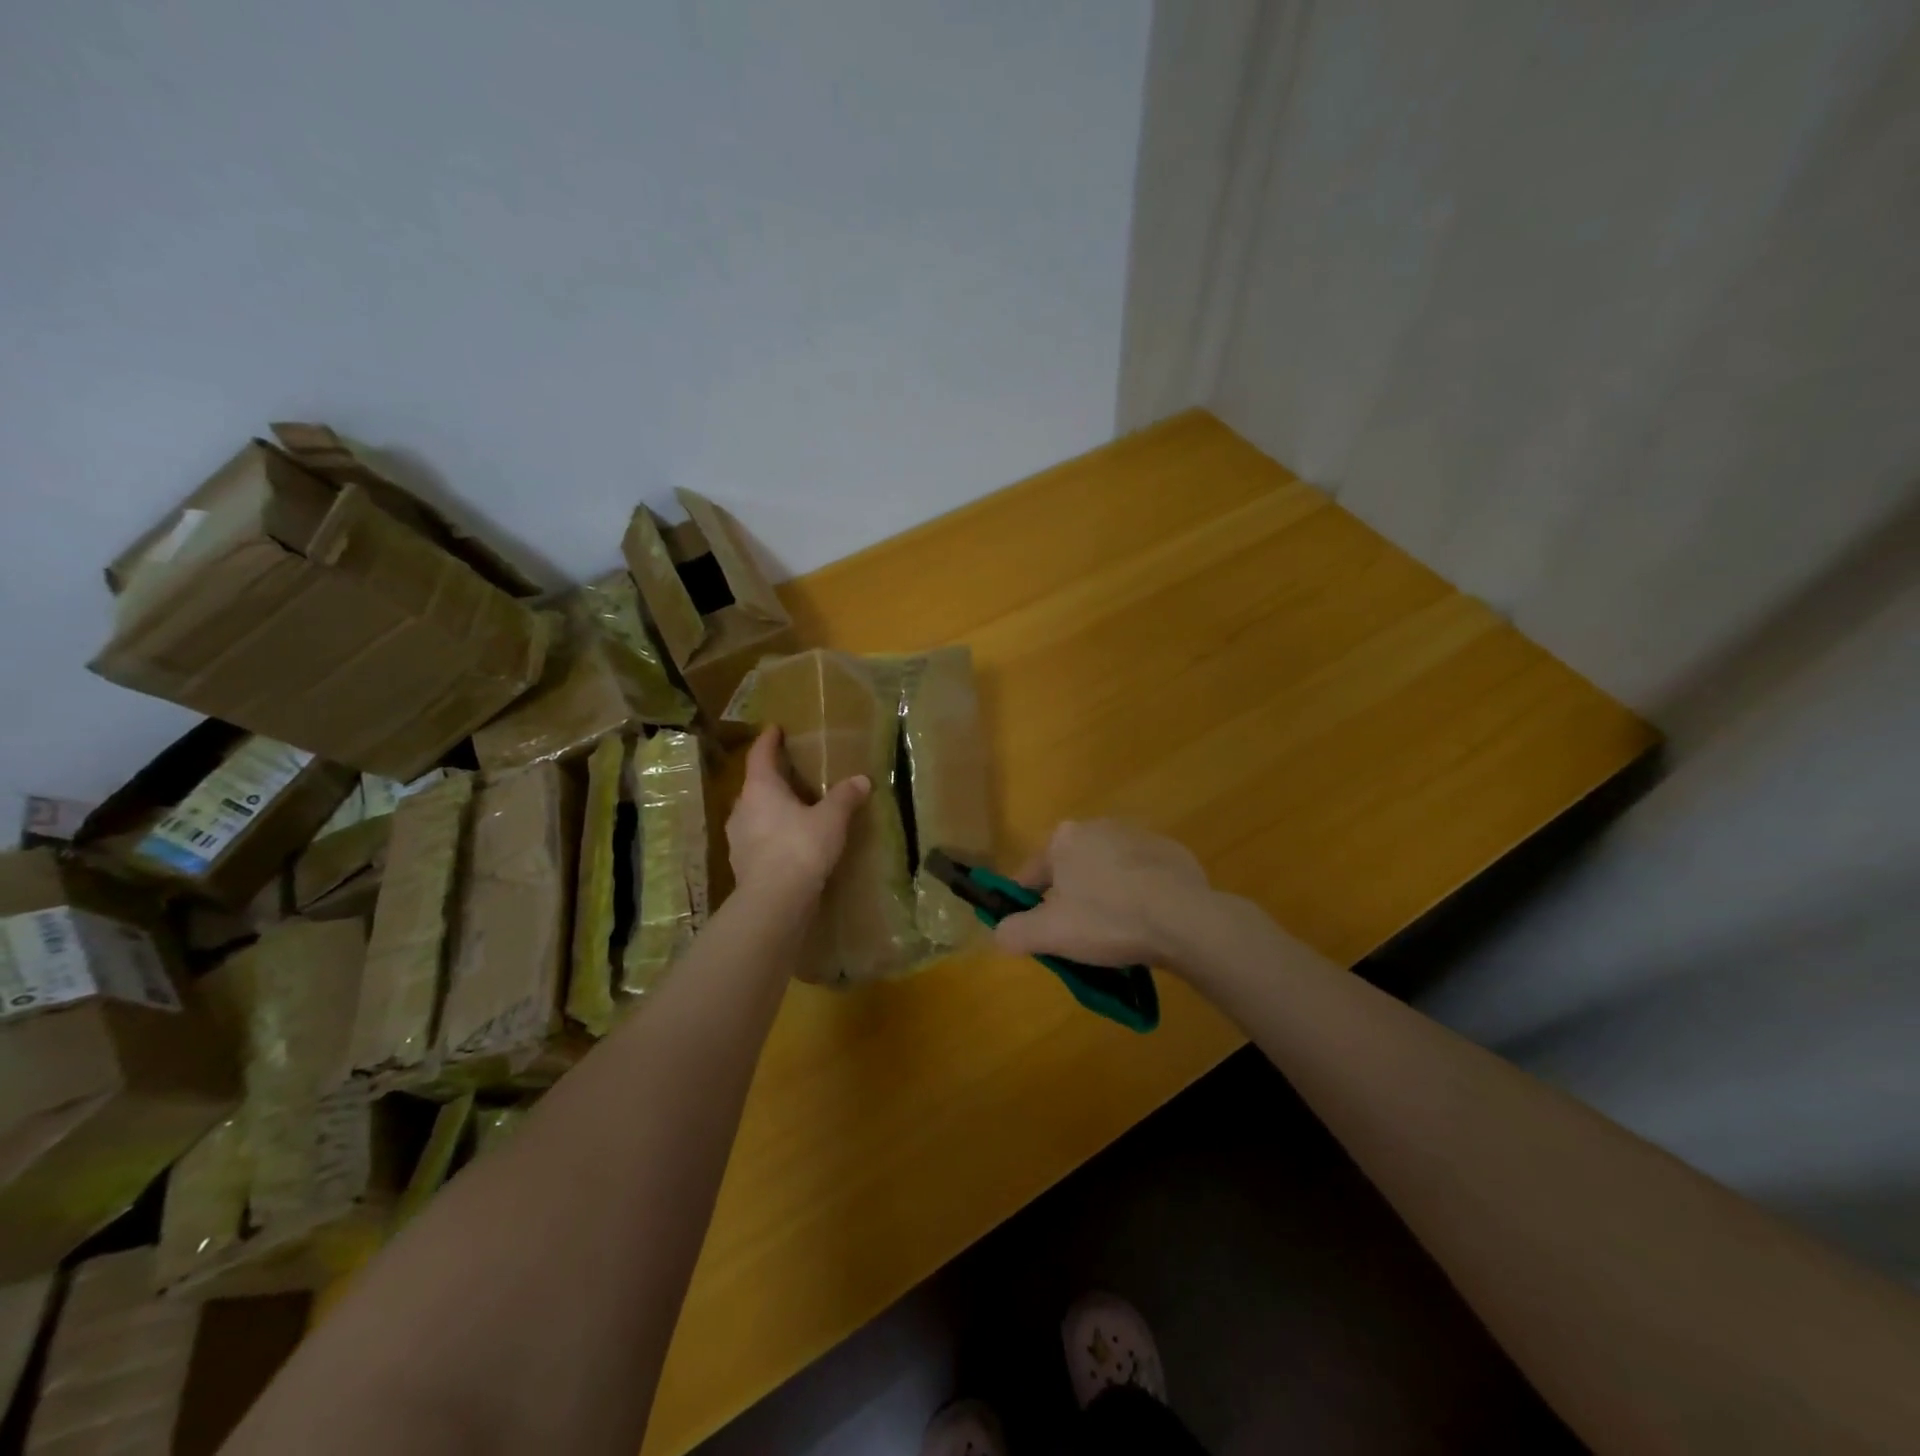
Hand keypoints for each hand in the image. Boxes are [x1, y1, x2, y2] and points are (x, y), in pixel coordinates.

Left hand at [727, 727, 870, 899]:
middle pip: (755, 785)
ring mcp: (738, 838)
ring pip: (755, 814)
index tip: (774, 728)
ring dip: (771, 809)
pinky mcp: (742, 864)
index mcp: (760, 789)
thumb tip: (862, 779)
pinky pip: (758, 839)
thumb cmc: (800, 848)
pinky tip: (790, 843)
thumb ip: (845, 797)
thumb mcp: (831, 819)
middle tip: (791, 773)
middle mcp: (742, 808)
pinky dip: (772, 835)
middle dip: (772, 778)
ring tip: (794, 809)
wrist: (774, 902)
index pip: (760, 755)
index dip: (768, 740)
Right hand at [993, 820, 1216, 969]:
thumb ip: (1014, 931)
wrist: (1183, 919)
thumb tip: (998, 933)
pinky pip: (1144, 877)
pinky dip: (1140, 895)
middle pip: (1072, 869)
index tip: (1033, 929)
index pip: (1032, 872)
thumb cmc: (1107, 919)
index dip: (1026, 903)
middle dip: (1071, 897)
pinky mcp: (1173, 852)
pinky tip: (1147, 923)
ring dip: (1106, 894)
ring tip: (1115, 932)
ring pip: (1109, 871)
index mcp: (1064, 838)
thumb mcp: (1050, 934)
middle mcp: (1099, 826)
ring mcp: (1139, 836)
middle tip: (1078, 935)